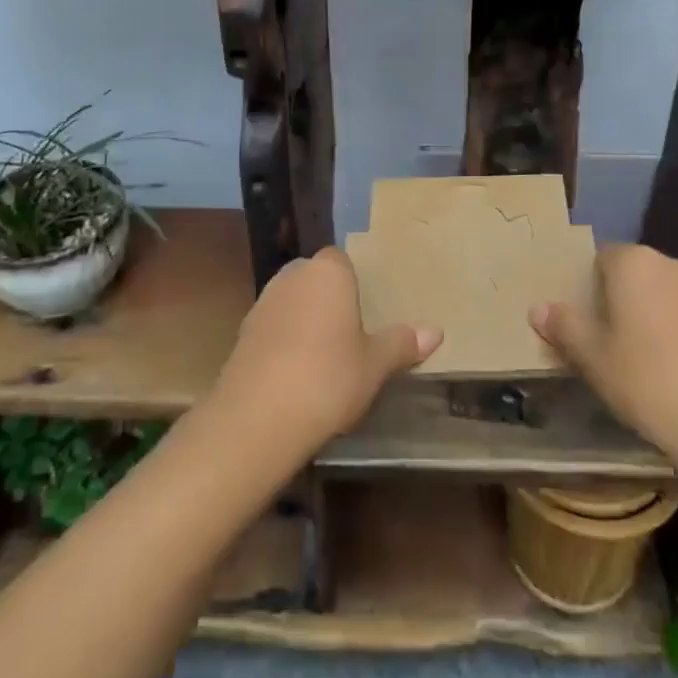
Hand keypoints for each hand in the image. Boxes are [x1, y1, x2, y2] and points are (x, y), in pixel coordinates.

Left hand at [208, 247, 441, 460]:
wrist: (258, 417)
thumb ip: (402, 344)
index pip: (340, 260)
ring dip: (302, 321)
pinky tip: (295, 375)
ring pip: (290, 303)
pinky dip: (282, 344)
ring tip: (323, 357)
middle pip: (313, 279)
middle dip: (326, 299)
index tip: (364, 310)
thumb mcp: (375, 365)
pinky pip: (271, 329)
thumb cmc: (328, 378)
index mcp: (328, 272)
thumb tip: (436, 331)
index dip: (352, 283)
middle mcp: (292, 277)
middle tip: (348, 334)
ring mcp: (262, 304)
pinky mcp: (241, 335)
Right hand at [530, 243, 677, 463]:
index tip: (580, 320)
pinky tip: (674, 369)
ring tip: (639, 358)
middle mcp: (672, 265)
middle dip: (617, 299)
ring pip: (664, 294)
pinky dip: (677, 330)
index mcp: (635, 263)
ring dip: (649, 314)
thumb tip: (538, 308)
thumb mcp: (592, 357)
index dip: (586, 287)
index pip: (600, 258)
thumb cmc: (646, 381)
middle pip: (634, 273)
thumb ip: (564, 326)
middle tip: (604, 340)